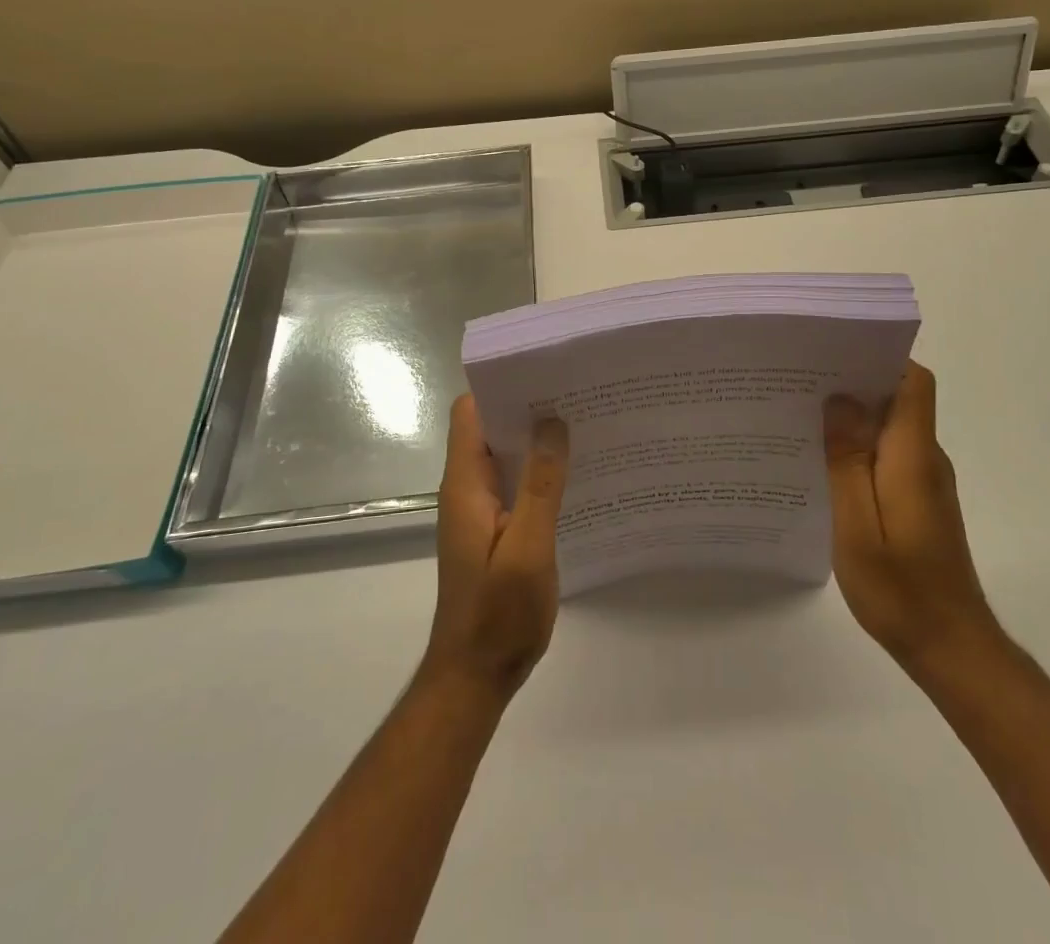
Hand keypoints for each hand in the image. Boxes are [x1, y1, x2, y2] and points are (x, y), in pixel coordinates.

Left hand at [423, 395, 568, 701]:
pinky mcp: (494, 528)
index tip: (544, 373)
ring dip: (537, 441)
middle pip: (490, 428)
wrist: (476, 676)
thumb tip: (552, 422)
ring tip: (584, 424)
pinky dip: (539, 472)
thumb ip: (540, 484)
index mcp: (465, 483)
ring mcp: (480, 509)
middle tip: (577, 394)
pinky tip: (576, 474)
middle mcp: (467, 488)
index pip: (470, 412)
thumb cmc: (498, 613)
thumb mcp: (527, 547)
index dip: (501, 387)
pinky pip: (516, 483)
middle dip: (528, 408)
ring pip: (506, 456)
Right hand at [824, 362, 997, 676]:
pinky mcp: (919, 500)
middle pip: (898, 399)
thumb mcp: (858, 526)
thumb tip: (839, 400)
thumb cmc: (901, 589)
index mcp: (913, 456)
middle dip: (853, 382)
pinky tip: (823, 464)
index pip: (913, 383)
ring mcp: (925, 480)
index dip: (880, 358)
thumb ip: (848, 461)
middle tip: (800, 382)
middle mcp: (926, 458)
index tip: (834, 354)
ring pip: (890, 427)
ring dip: (852, 417)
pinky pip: (888, 455)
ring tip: (801, 417)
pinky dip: (858, 448)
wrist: (951, 649)